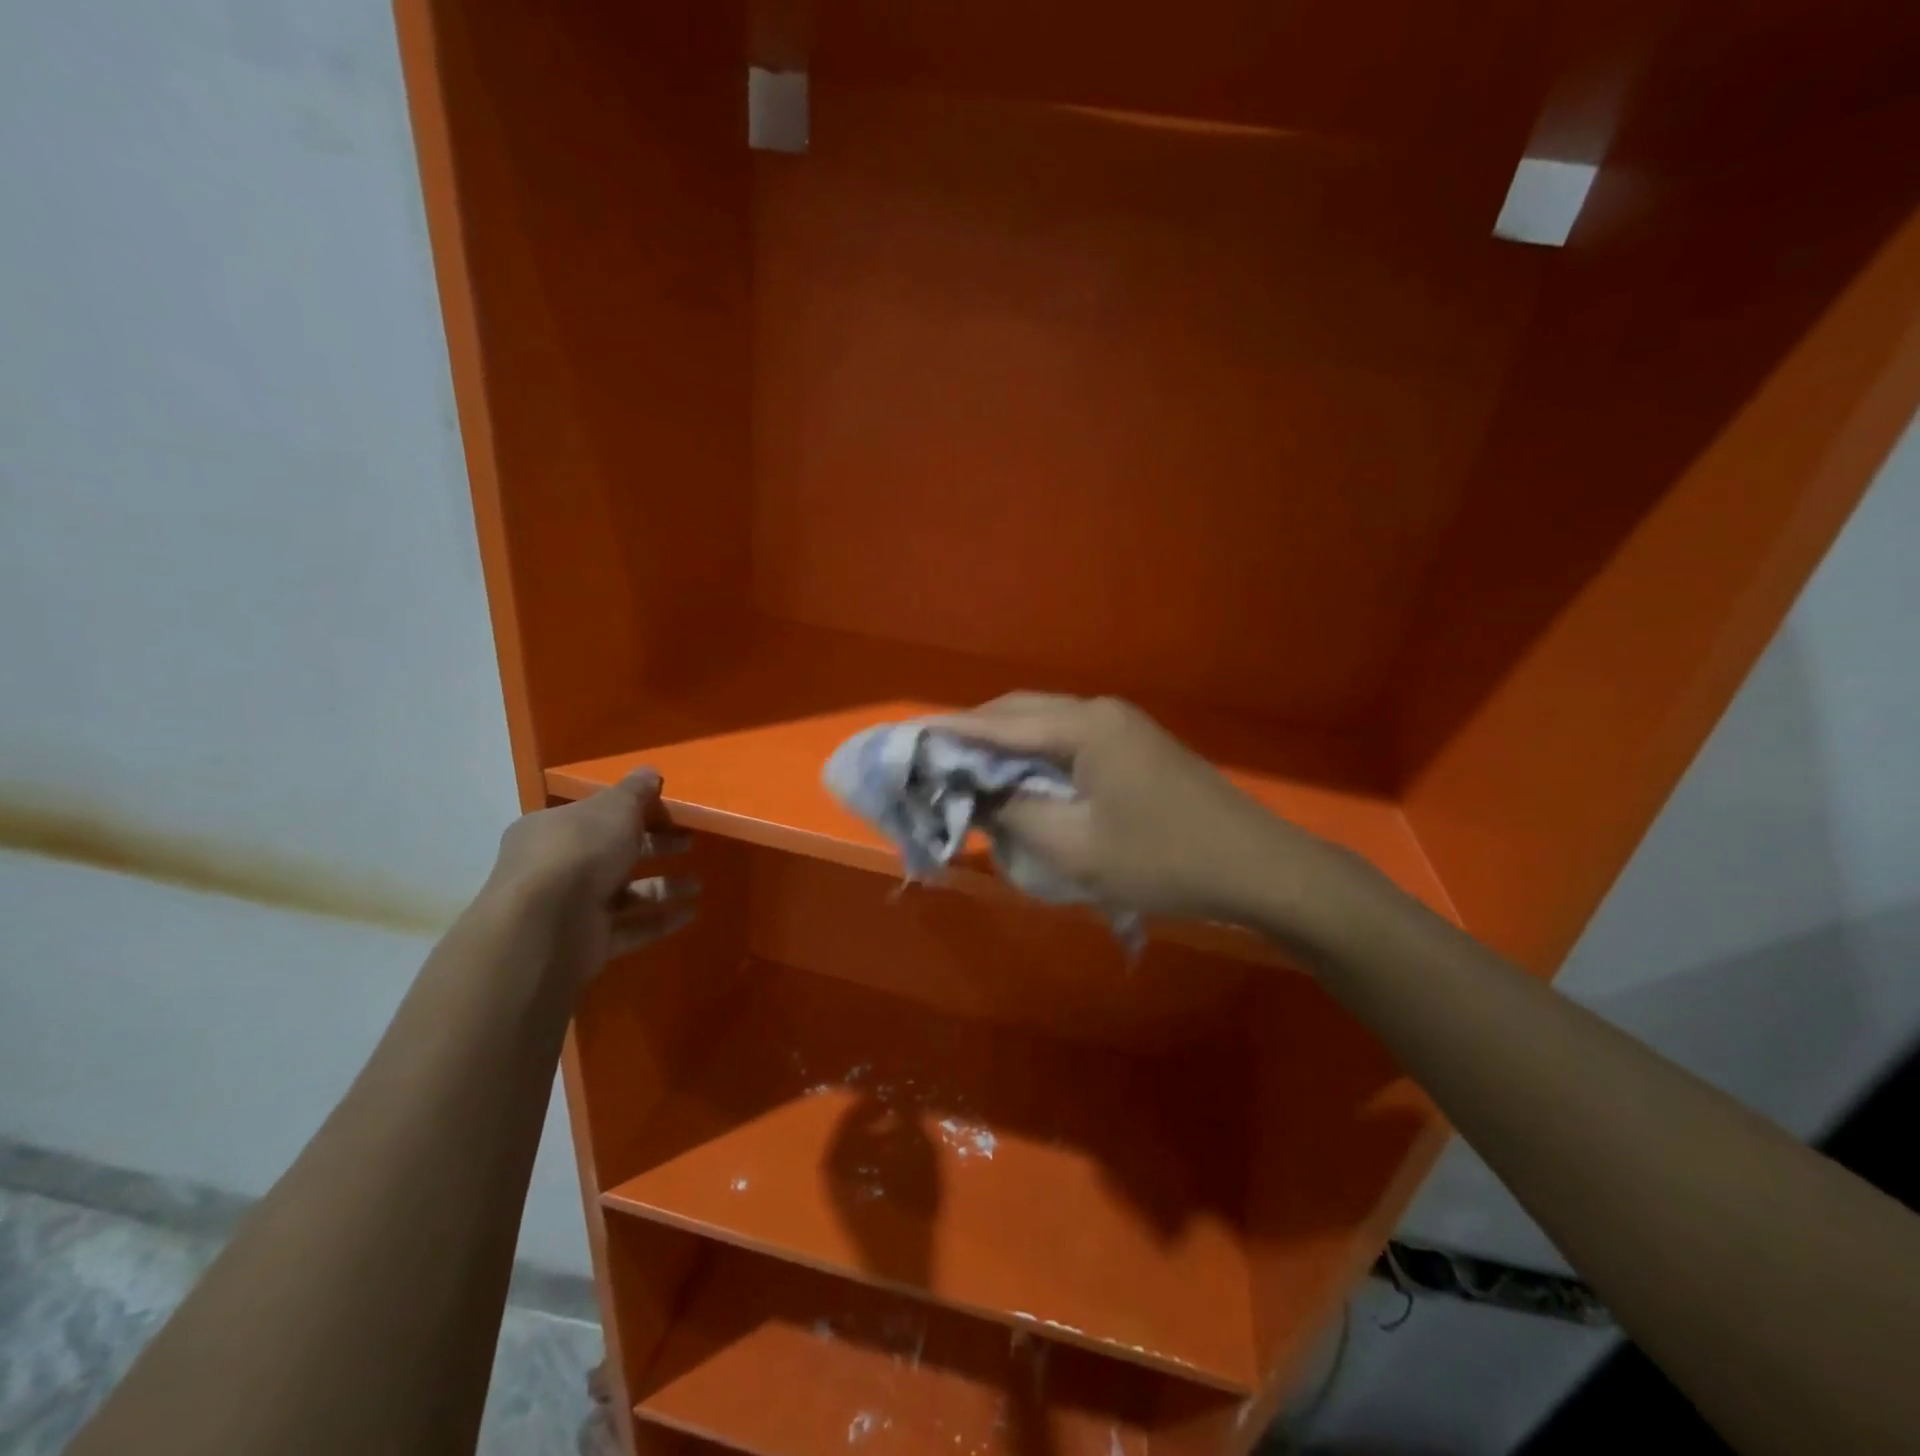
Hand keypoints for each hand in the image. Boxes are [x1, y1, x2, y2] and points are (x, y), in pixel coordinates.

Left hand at [488, 769, 698, 962]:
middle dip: (655, 847)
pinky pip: (630, 929)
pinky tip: (690, 914)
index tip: (670, 812)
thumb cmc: (579, 851)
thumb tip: (650, 772)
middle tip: (689, 843)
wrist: (546, 925)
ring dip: (662, 887)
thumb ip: (635, 791)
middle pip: (614, 853)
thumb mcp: (614, 808)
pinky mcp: (587, 942)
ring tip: (697, 885)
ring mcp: (571, 908)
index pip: (597, 816)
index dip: (634, 811)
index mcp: (554, 829)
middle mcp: (557, 867)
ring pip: (625, 893)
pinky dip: (659, 921)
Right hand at [936, 695, 1337, 927]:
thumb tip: (978, 793)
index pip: (997, 725)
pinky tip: (1023, 781)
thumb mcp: (1076, 848)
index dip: (948, 736)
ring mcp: (1123, 726)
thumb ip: (1014, 813)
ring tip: (969, 774)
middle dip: (974, 735)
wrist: (1258, 867)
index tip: (906, 743)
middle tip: (934, 764)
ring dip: (1005, 745)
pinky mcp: (1135, 747)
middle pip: (1019, 713)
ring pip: (1044, 725)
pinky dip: (1035, 757)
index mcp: (1083, 727)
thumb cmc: (1164, 860)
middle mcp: (1100, 711)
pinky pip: (1069, 741)